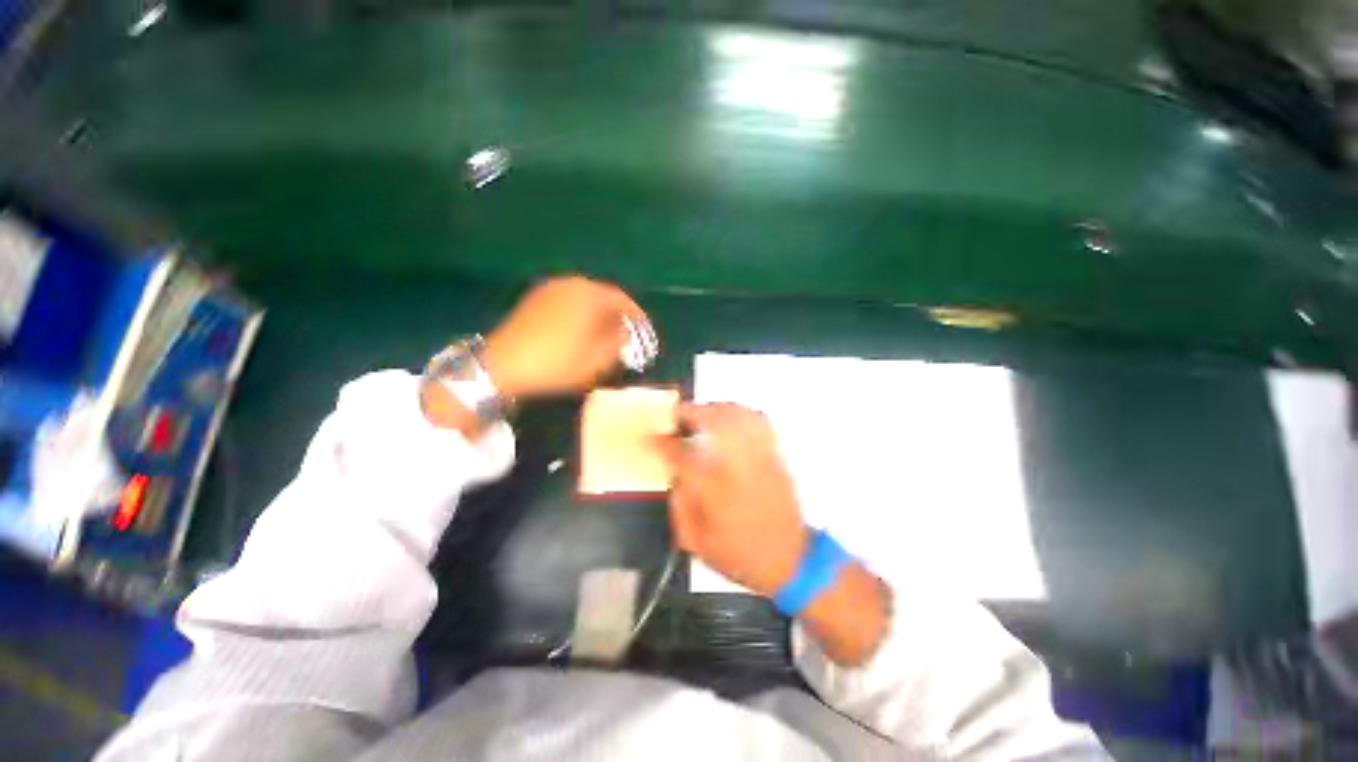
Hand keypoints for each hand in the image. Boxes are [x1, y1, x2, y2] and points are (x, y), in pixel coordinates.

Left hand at [484, 276, 649, 398]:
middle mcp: (571, 284)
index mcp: (588, 295)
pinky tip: (581, 329)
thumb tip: (624, 332)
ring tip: (605, 332)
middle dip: (616, 312)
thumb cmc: (556, 363)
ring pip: (584, 297)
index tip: (644, 327)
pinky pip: (568, 300)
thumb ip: (617, 343)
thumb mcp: (596, 360)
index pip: (621, 299)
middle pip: (602, 294)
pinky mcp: (535, 298)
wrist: (503, 365)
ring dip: (598, 312)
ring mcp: (550, 289)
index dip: (635, 314)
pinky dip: (580, 311)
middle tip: (625, 331)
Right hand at [661, 404, 807, 597]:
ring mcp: (761, 458)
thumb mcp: (697, 543)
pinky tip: (730, 418)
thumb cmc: (740, 556)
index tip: (651, 436)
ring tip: (702, 412)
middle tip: (678, 413)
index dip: (663, 444)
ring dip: (717, 408)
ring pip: (740, 416)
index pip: (683, 457)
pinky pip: (760, 423)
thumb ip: (680, 505)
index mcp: (716, 493)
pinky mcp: (776, 457)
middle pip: (717, 423)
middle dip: (693, 411)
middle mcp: (740, 468)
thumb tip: (675, 474)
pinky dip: (741, 413)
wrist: (792, 561)